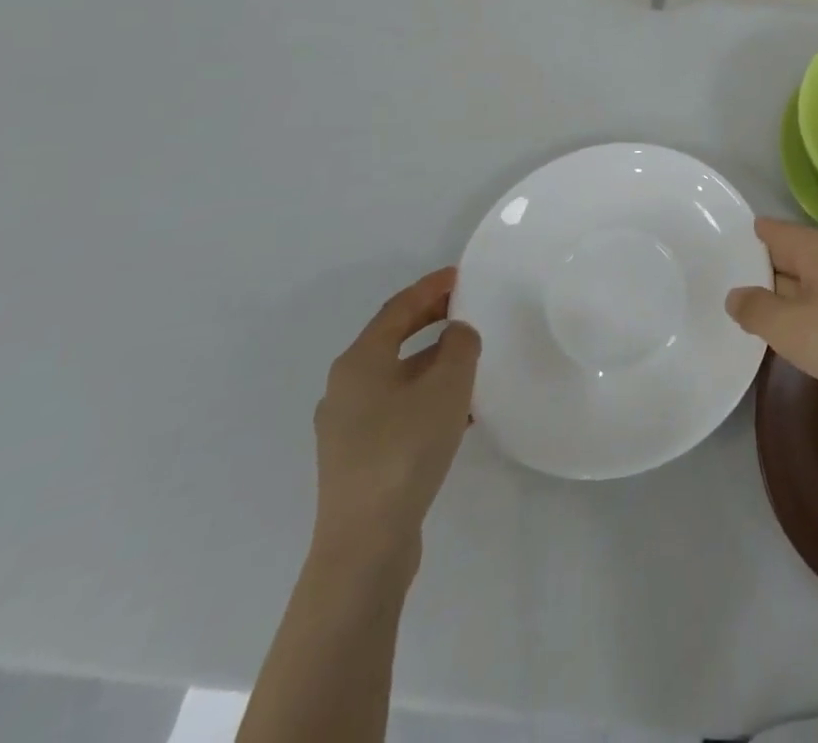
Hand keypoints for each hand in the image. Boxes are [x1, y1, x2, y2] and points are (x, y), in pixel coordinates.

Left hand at [311, 268, 480, 565]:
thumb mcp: (447, 384)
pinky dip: (427, 396)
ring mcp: (348, 426)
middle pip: (393, 339)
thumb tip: (457, 333)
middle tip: (468, 308)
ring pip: (398, 376)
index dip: (431, 287)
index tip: (461, 274)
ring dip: (433, 362)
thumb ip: (459, 345)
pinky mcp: (358, 458)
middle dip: (431, 320)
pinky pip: (397, 408)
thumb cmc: (406, 448)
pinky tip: (459, 411)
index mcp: (360, 362)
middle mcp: (345, 388)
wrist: (366, 542)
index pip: (398, 308)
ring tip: (472, 359)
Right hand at [725, 218, 817, 402]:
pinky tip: (796, 340)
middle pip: (788, 256)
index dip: (741, 240)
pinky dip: (807, 318)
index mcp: (817, 248)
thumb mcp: (793, 328)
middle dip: (758, 271)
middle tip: (716, 290)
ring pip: (808, 285)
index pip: (770, 231)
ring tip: (747, 318)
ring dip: (783, 299)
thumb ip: (757, 310)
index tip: (709, 254)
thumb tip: (735, 294)